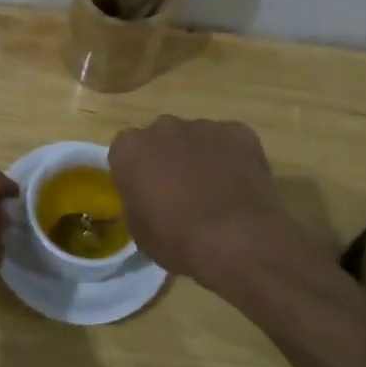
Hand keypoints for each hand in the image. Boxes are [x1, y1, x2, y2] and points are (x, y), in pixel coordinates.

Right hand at [110, 116, 311, 294]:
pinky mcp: (238, 132)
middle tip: (180, 193)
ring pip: (196, 139)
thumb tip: (149, 200)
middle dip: (167, 159)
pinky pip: (230, 143)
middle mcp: (163, 127)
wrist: (238, 239)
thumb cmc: (177, 239)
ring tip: (216, 193)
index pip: (125, 153)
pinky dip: (232, 159)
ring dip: (200, 158)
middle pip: (160, 139)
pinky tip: (240, 188)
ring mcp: (203, 126)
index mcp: (130, 149)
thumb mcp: (139, 231)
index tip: (146, 195)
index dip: (136, 174)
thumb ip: (137, 202)